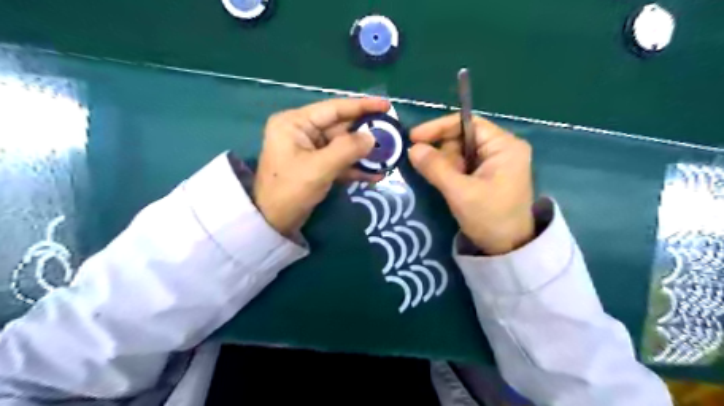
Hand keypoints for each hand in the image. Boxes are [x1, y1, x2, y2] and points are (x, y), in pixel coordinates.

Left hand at [254, 97, 390, 234]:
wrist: (272, 223)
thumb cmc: (290, 191)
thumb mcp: (319, 168)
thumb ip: (348, 149)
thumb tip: (372, 138)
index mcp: (295, 123)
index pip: (334, 108)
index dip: (362, 106)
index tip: (386, 105)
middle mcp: (302, 131)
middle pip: (340, 128)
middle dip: (365, 134)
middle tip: (391, 135)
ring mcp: (309, 150)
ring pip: (343, 146)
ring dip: (363, 154)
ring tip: (387, 157)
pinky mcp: (316, 166)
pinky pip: (339, 161)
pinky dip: (355, 168)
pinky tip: (375, 175)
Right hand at [409, 113, 533, 255]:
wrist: (509, 249)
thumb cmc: (490, 218)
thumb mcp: (460, 193)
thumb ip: (436, 168)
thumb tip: (412, 148)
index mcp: (504, 146)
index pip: (467, 123)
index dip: (439, 128)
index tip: (414, 138)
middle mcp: (502, 148)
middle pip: (462, 138)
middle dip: (443, 153)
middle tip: (431, 172)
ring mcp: (496, 162)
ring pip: (460, 153)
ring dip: (446, 165)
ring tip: (446, 185)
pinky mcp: (489, 175)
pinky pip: (463, 166)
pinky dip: (451, 172)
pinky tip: (448, 185)